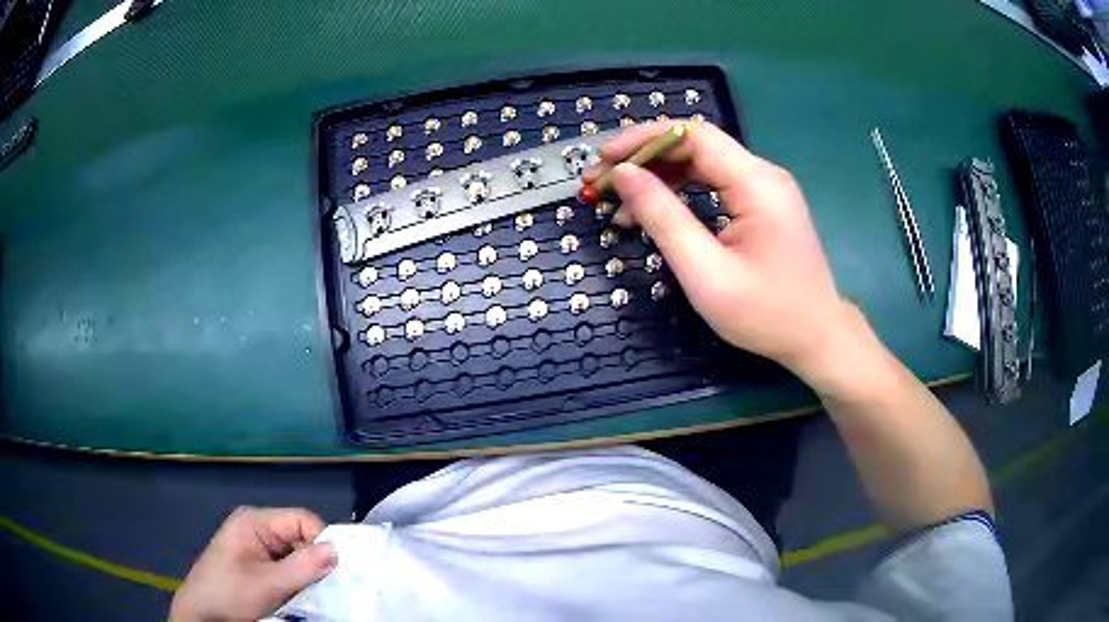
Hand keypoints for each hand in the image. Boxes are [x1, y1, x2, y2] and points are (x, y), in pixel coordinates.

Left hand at [170, 507, 336, 621]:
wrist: (203, 614)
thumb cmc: (230, 594)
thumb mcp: (268, 584)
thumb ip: (303, 566)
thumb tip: (339, 549)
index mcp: (255, 522)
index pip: (302, 520)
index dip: (323, 541)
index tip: (339, 570)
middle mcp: (258, 529)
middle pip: (301, 538)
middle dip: (316, 562)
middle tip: (330, 588)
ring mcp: (257, 548)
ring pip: (296, 556)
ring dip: (308, 575)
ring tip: (316, 595)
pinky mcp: (258, 565)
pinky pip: (287, 568)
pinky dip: (298, 582)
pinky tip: (301, 597)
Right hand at [585, 122, 857, 380]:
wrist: (817, 337)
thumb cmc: (766, 314)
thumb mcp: (706, 272)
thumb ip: (663, 218)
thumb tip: (624, 174)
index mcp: (757, 183)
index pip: (693, 136)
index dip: (644, 140)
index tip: (606, 160)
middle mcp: (763, 175)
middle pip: (696, 146)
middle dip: (645, 159)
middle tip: (603, 183)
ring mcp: (765, 188)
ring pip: (702, 164)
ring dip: (659, 177)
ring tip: (621, 203)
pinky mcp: (763, 204)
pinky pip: (715, 183)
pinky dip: (681, 192)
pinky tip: (655, 212)